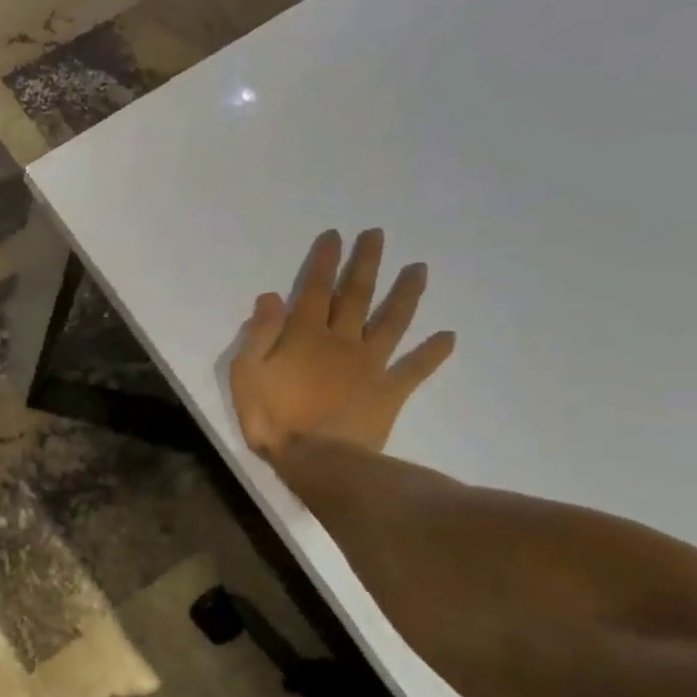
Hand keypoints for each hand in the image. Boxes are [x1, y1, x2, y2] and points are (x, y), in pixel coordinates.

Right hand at [231, 228, 455, 459]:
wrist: (318, 461)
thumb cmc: (274, 418)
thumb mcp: (247, 374)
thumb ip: (259, 334)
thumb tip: (270, 296)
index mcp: (305, 335)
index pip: (314, 288)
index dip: (324, 261)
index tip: (335, 235)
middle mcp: (342, 340)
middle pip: (356, 295)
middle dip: (365, 263)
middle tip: (378, 235)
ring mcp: (370, 364)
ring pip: (392, 321)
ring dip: (406, 293)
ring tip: (420, 269)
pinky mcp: (389, 390)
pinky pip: (415, 368)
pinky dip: (433, 353)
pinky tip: (449, 336)